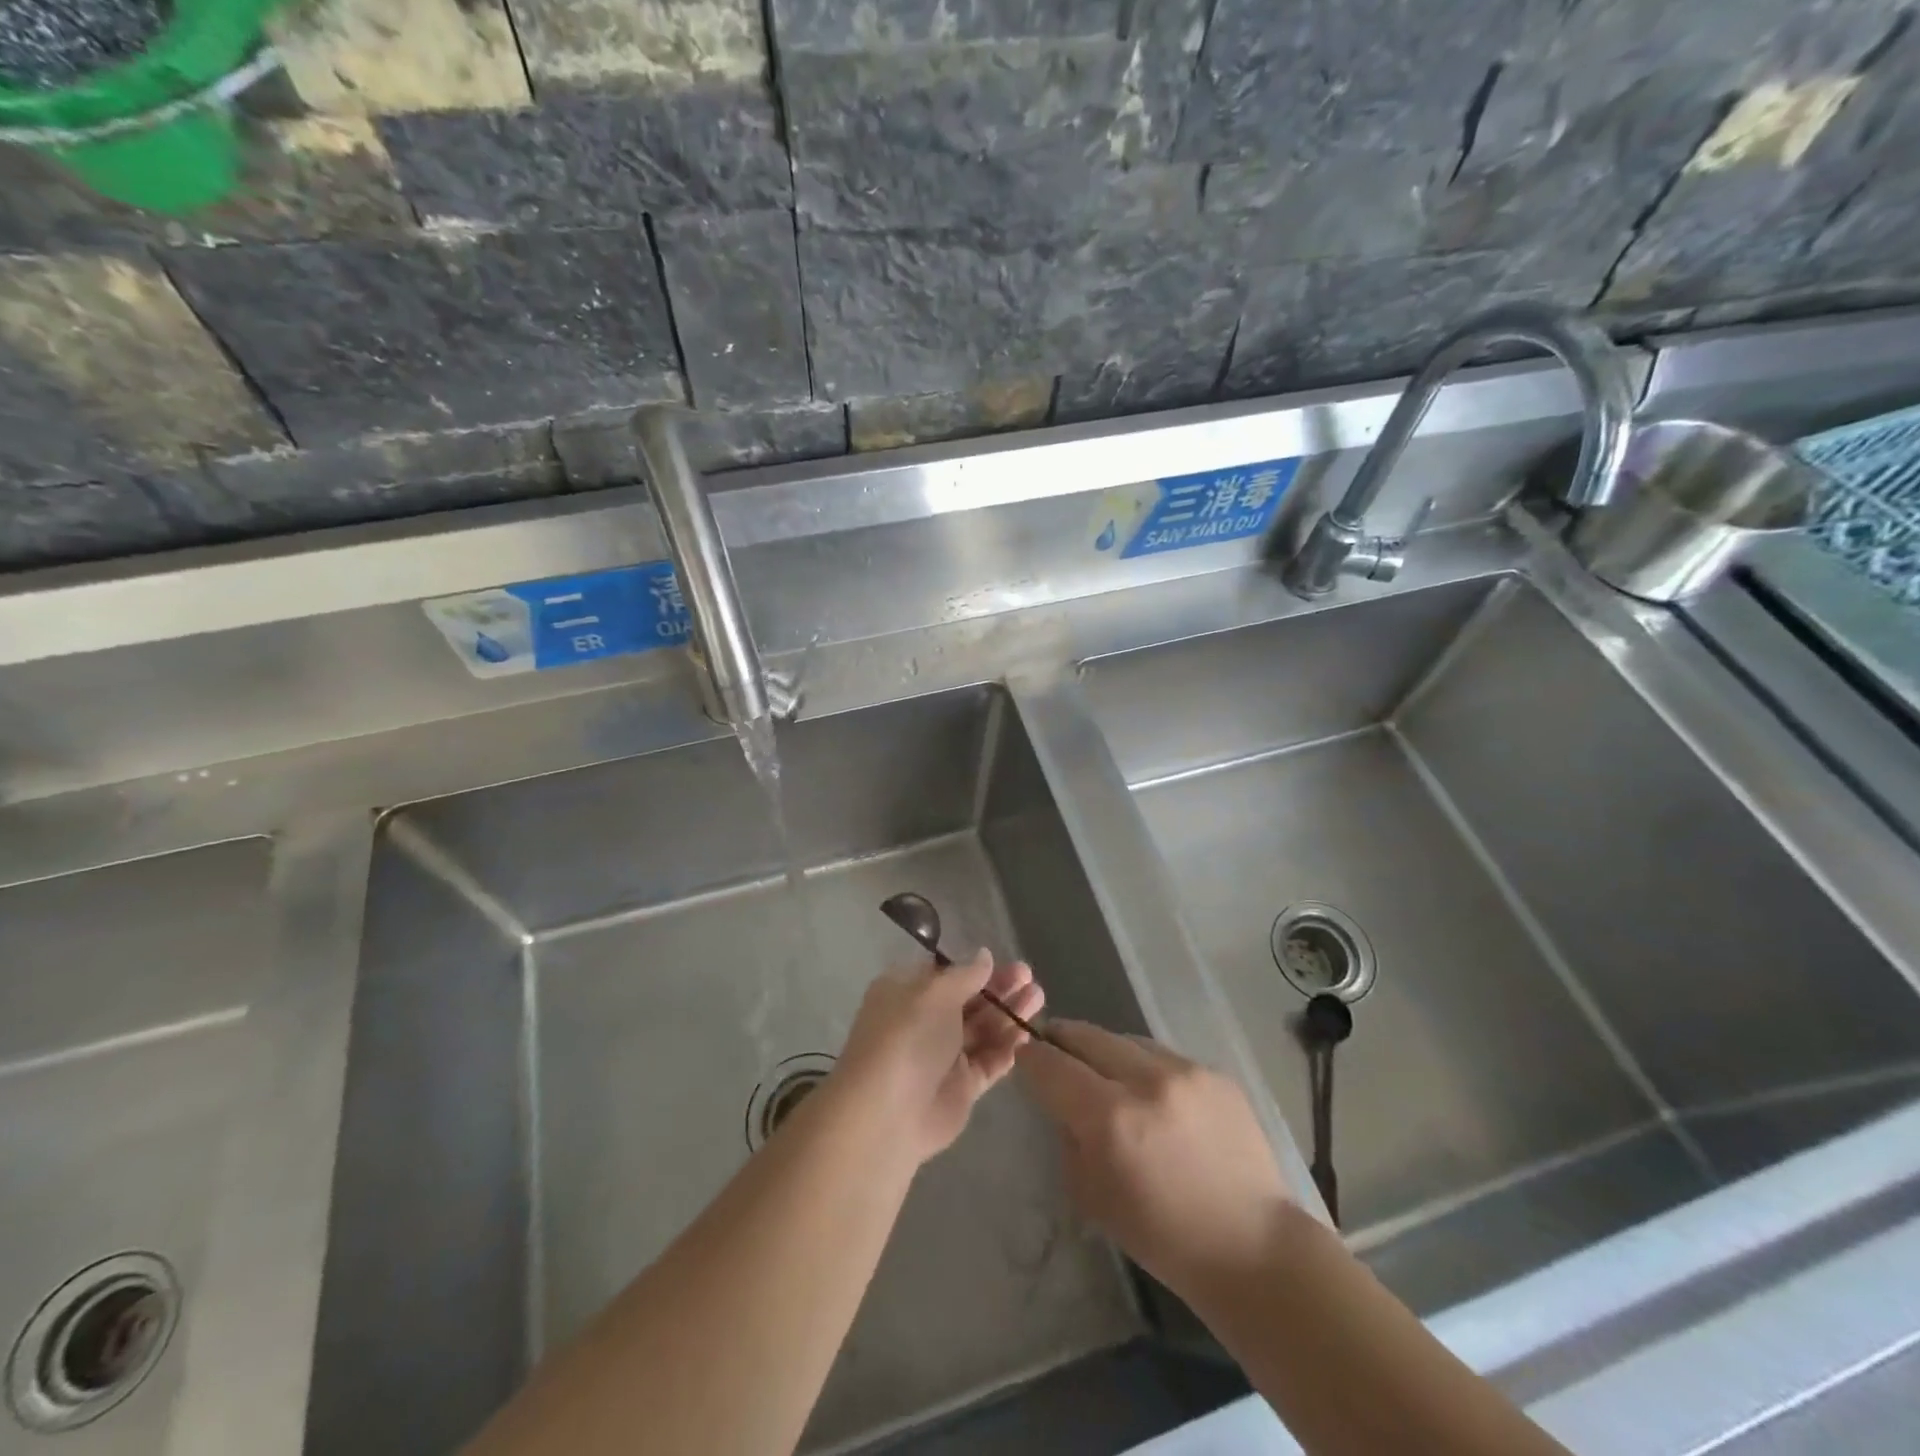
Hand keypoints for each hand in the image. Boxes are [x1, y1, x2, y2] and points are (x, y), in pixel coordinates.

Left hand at [832, 951, 1043, 1166]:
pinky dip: (1007, 1048)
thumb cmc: (908, 1037)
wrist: (889, 1113)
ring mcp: (942, 1056)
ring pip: (982, 1030)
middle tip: (1030, 976)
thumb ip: (965, 974)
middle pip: (967, 1000)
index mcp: (906, 993)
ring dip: (1008, 1014)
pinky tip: (1029, 1034)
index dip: (972, 967)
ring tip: (1039, 997)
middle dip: (998, 988)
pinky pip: (988, 1062)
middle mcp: (923, 1021)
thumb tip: (984, 956)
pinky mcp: (960, 1087)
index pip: (942, 974)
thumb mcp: (935, 993)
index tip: (1001, 960)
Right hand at [1017, 1023, 1293, 1304]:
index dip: (1031, 1057)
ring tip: (1106, 1073)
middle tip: (1054, 1047)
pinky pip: (1163, 1055)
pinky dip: (1146, 1067)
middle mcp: (1146, 1080)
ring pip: (1125, 1040)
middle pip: (1087, 1036)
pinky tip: (1154, 1095)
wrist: (1252, 1246)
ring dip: (1106, 1052)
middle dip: (1063, 1039)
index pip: (1052, 1065)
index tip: (1024, 1056)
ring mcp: (1185, 1071)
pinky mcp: (1214, 1071)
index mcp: (1109, 1118)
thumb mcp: (1091, 1196)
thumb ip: (1069, 1138)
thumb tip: (1064, 1104)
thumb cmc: (1163, 1236)